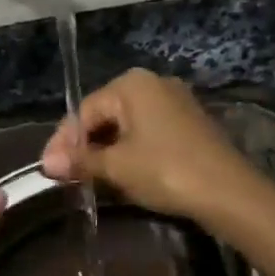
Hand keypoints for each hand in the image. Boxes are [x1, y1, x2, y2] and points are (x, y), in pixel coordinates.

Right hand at [39, 69, 258, 224]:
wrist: (228, 191)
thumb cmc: (165, 170)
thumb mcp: (117, 166)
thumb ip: (81, 161)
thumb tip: (46, 164)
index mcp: (131, 84)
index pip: (84, 111)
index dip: (63, 142)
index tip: (48, 169)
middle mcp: (153, 83)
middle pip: (105, 114)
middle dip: (84, 145)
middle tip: (65, 175)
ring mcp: (175, 101)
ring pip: (126, 125)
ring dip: (105, 150)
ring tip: (88, 177)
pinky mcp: (189, 123)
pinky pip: (147, 132)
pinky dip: (129, 150)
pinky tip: (120, 172)